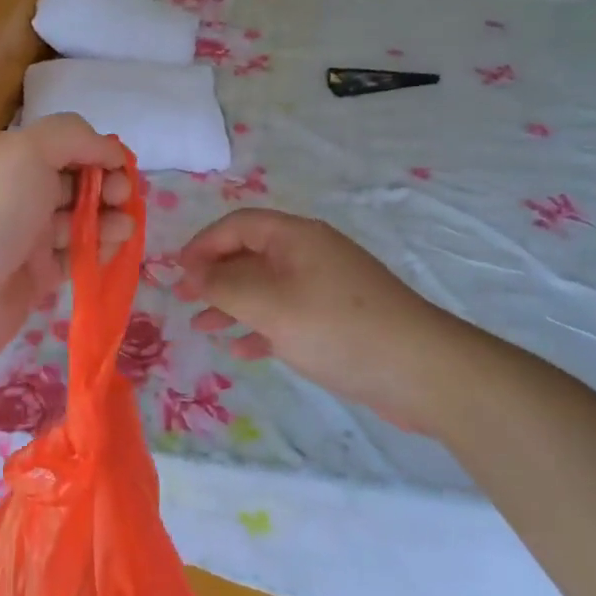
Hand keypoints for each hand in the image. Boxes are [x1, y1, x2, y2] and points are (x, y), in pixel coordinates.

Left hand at [0, 115, 133, 364]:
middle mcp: (17, 192)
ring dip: (107, 218)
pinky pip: (75, 256)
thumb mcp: (25, 152)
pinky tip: (112, 249)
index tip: (120, 166)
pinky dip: (97, 250)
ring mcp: (25, 235)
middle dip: (106, 184)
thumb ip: (71, 137)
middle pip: (75, 181)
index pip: (64, 144)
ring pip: (79, 219)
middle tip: (123, 198)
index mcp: (8, 157)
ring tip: (124, 228)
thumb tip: (108, 149)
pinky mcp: (35, 274)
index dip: (96, 151)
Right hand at [174, 208, 472, 432]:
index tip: (175, 273)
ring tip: (202, 328)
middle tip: (182, 301)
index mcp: (296, 237)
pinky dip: (261, 327)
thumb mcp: (269, 303)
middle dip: (214, 275)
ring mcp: (325, 287)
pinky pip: (287, 314)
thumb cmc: (336, 327)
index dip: (202, 244)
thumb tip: (191, 271)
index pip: (238, 225)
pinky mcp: (336, 320)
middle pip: (250, 254)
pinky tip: (243, 350)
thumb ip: (224, 284)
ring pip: (266, 287)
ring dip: (232, 304)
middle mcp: (310, 254)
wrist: (420, 370)